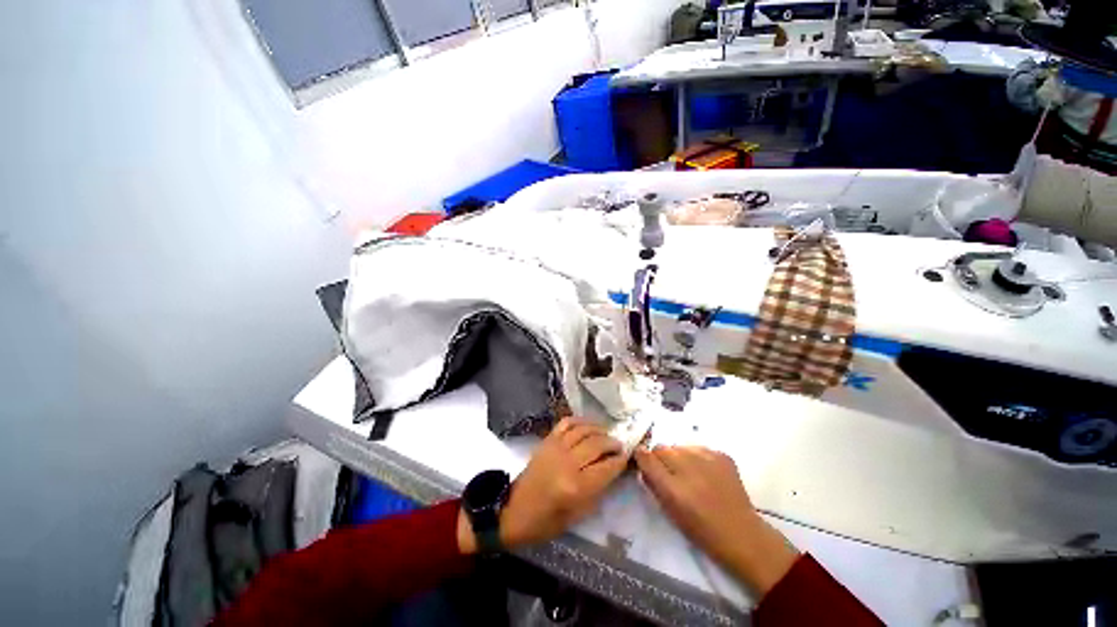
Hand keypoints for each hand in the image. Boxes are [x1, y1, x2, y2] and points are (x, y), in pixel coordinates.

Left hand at [458, 418, 630, 552]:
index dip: (620, 461)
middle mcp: (567, 462)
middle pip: (597, 444)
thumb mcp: (576, 515)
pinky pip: (566, 423)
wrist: (513, 510)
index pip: (606, 468)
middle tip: (620, 445)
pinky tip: (587, 426)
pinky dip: (580, 421)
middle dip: (612, 443)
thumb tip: (612, 471)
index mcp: (575, 487)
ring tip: (607, 434)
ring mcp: (556, 448)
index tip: (627, 457)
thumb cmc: (545, 521)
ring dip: (599, 429)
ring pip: (584, 430)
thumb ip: (597, 492)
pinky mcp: (547, 440)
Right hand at [634, 445, 798, 596]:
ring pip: (679, 447)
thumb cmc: (701, 530)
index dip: (642, 458)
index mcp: (672, 487)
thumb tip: (643, 462)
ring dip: (679, 457)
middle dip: (661, 459)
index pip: (645, 456)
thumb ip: (653, 483)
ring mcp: (706, 458)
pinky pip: (698, 448)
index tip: (645, 464)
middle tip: (670, 474)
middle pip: (661, 448)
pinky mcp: (721, 455)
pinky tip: (705, 473)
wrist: (741, 534)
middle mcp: (687, 467)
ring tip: (690, 474)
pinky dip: (697, 458)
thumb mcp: (669, 510)